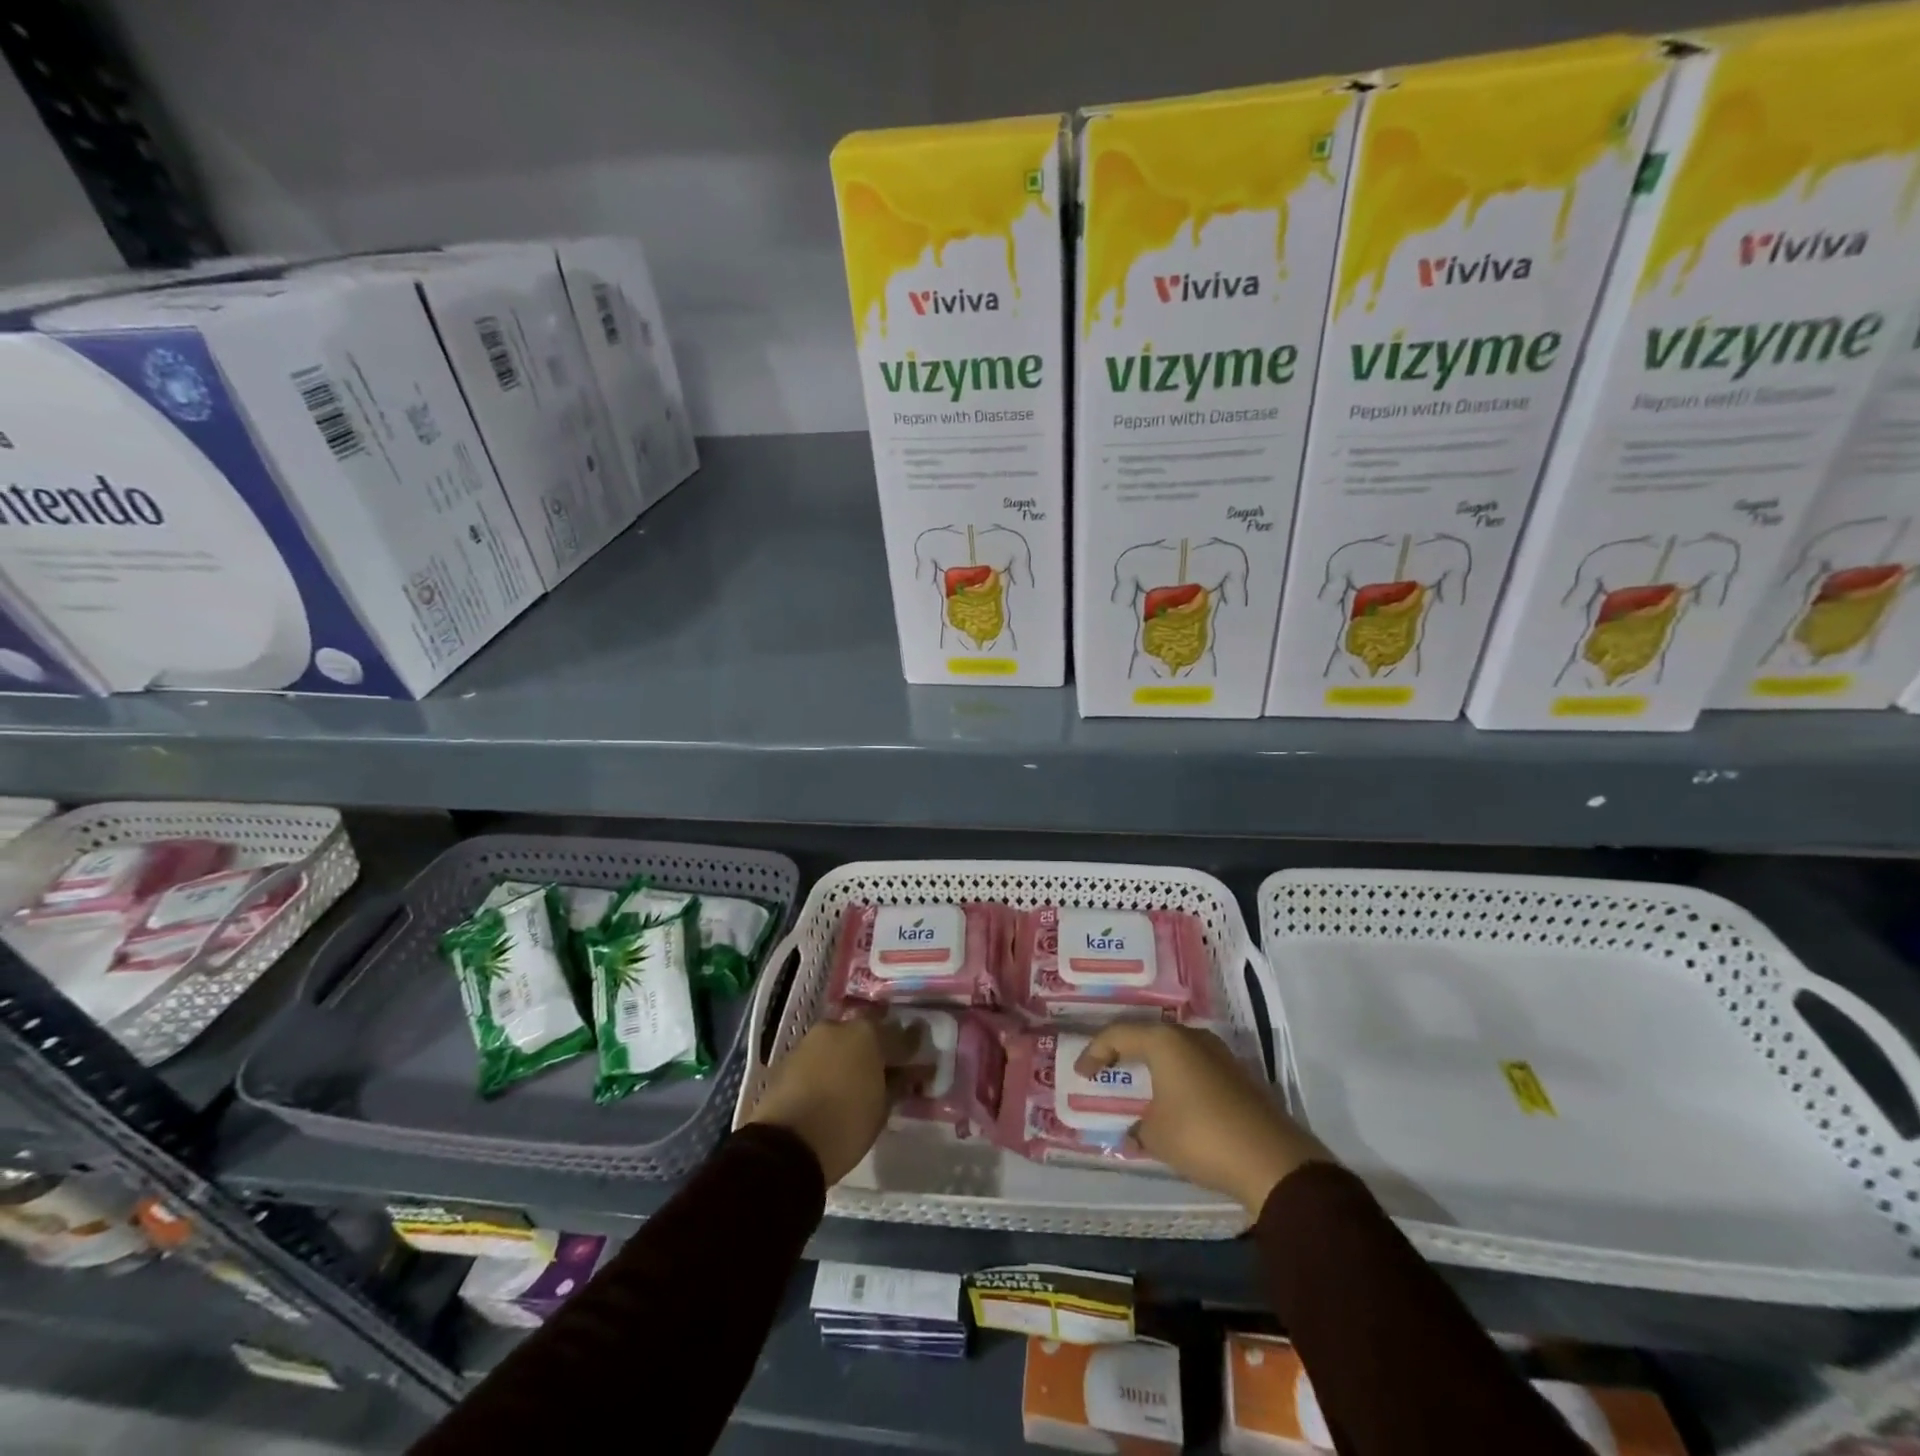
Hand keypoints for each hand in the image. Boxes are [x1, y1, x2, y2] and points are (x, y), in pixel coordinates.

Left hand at [746, 1015, 922, 1184]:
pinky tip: (831, 1084)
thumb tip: (907, 1075)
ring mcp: (810, 1040)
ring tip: (856, 1077)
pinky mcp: (788, 1058)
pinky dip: (827, 1065)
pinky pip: (818, 1056)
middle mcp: (838, 1027)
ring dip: (849, 1054)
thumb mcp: (881, 1110)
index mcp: (867, 1034)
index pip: (899, 1035)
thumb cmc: (844, 1126)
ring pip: (838, 1042)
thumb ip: (896, 1085)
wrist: (785, 1145)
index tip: (919, 1054)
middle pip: (865, 1032)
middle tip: (885, 1065)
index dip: (911, 1045)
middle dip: (876, 1046)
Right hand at [1075, 1022, 1331, 1215]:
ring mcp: (1219, 1054)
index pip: (1118, 1034)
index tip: (1081, 1074)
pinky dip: (1176, 1079)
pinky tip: (1172, 1101)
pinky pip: (1194, 1068)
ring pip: (1174, 1051)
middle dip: (1124, 1053)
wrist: (1272, 1162)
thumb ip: (1137, 1125)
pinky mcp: (1237, 1075)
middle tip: (1106, 1070)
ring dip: (1154, 1066)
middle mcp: (1191, 1037)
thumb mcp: (1155, 1135)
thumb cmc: (1201, 1137)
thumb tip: (1136, 1127)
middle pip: (1148, 1036)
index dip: (1094, 1052)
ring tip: (1137, 1086)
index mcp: (1165, 1040)